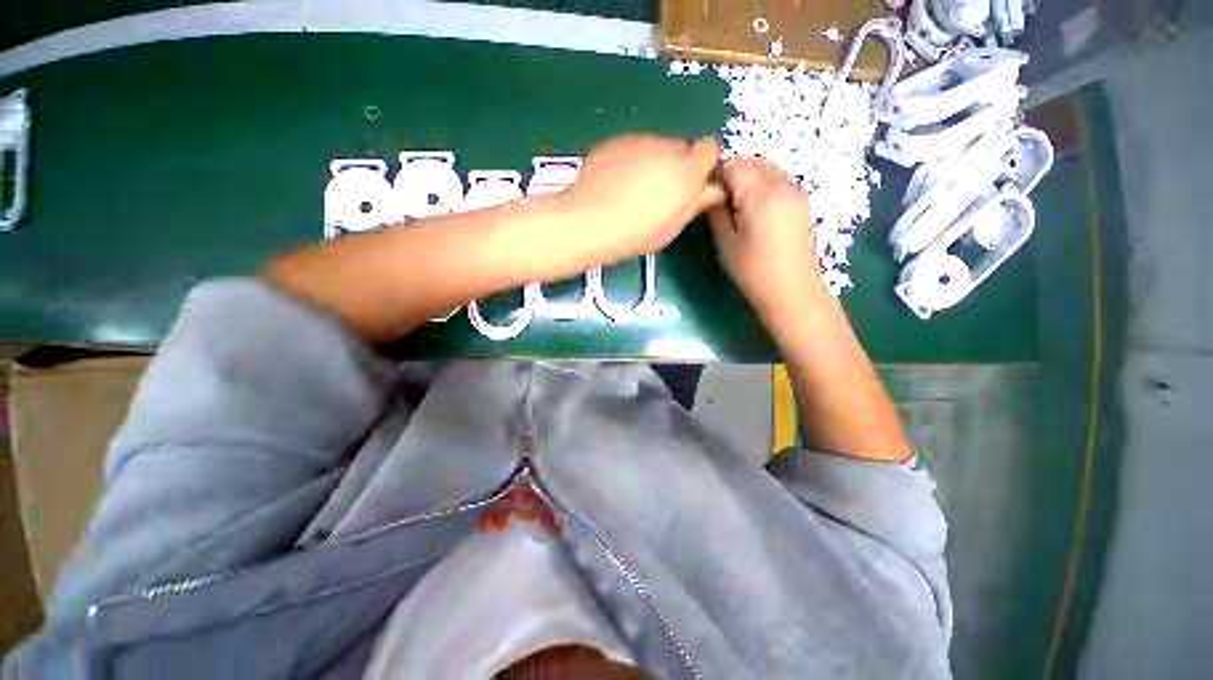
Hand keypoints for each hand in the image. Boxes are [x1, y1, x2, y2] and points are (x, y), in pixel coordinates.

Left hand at [559, 135, 724, 262]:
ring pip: (657, 148)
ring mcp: (638, 140)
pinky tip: (617, 185)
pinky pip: (634, 148)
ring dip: (655, 164)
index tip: (695, 186)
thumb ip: (696, 203)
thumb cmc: (635, 233)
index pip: (711, 148)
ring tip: (634, 193)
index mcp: (686, 170)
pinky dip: (632, 162)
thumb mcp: (672, 227)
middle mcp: (665, 147)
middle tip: (662, 196)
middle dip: (679, 167)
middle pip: (682, 148)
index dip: (706, 165)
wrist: (588, 221)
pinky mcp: (615, 142)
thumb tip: (713, 190)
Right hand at [708, 157, 826, 321]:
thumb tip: (711, 194)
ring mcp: (796, 191)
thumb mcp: (726, 244)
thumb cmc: (753, 271)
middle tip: (719, 197)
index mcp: (760, 195)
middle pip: (753, 162)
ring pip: (768, 168)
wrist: (792, 290)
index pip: (734, 165)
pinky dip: (763, 183)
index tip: (707, 192)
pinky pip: (779, 179)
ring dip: (749, 176)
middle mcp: (782, 185)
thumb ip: (717, 214)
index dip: (717, 174)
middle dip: (733, 172)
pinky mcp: (802, 201)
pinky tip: (754, 208)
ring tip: (736, 203)